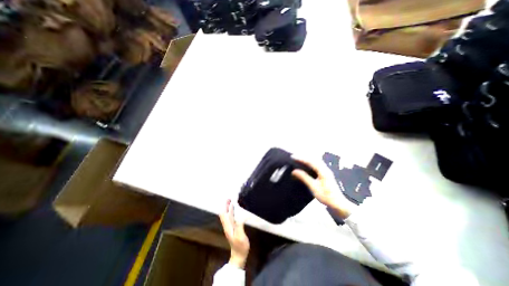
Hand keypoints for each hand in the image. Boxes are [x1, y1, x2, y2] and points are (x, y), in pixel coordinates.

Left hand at [219, 199, 249, 267]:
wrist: (239, 256)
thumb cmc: (240, 247)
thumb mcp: (240, 237)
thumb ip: (239, 226)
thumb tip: (241, 215)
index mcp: (228, 226)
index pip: (223, 215)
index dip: (224, 206)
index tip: (228, 199)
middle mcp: (228, 225)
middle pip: (225, 213)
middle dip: (226, 205)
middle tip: (230, 198)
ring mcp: (231, 227)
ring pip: (228, 215)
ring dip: (229, 208)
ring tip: (233, 201)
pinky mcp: (234, 228)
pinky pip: (232, 217)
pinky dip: (233, 212)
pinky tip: (236, 210)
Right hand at [290, 156, 357, 218]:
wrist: (339, 204)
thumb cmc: (326, 196)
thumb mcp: (313, 187)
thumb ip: (304, 177)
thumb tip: (294, 171)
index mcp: (323, 171)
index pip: (310, 161)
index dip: (301, 158)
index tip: (293, 157)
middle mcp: (325, 169)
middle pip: (313, 159)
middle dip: (304, 157)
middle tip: (294, 157)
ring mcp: (326, 171)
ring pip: (316, 161)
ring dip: (307, 159)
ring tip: (299, 159)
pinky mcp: (326, 174)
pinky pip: (317, 165)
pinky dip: (310, 163)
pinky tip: (307, 165)